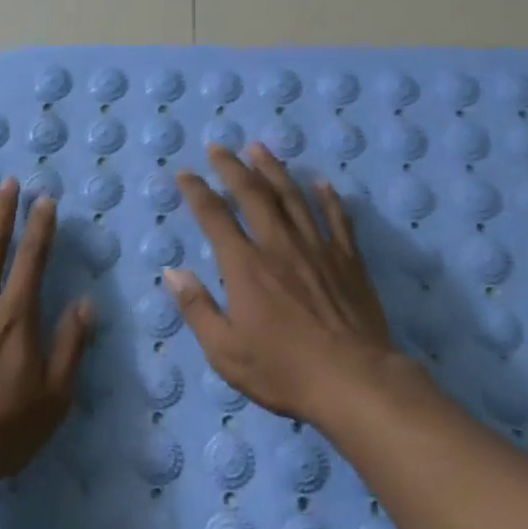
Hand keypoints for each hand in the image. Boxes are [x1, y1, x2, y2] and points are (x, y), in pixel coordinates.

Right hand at [166, 144, 397, 424]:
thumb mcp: (226, 352)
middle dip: (233, 167)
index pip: (215, 217)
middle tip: (219, 146)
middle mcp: (279, 245)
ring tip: (260, 148)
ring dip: (274, 169)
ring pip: (293, 197)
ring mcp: (317, 248)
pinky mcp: (348, 260)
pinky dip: (329, 198)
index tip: (185, 174)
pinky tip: (322, 182)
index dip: (197, 192)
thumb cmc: (284, 370)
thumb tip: (173, 273)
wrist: (354, 381)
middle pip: (253, 194)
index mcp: (245, 266)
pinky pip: (337, 219)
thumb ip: (197, 309)